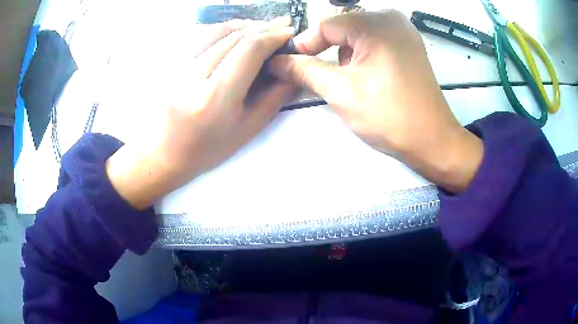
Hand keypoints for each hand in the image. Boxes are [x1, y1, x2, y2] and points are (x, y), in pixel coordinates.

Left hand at [106, 19, 297, 208]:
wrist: (162, 154)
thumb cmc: (206, 150)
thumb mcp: (247, 130)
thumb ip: (274, 98)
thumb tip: (294, 70)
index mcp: (215, 97)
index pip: (249, 50)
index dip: (273, 36)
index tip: (289, 33)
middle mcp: (193, 75)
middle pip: (234, 36)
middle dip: (263, 27)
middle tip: (282, 26)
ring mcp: (177, 66)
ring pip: (216, 30)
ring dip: (243, 25)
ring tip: (261, 27)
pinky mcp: (170, 63)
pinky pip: (199, 36)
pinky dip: (222, 29)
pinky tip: (234, 33)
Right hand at [270, 10, 483, 192]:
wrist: (432, 140)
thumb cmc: (389, 117)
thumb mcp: (340, 92)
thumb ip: (304, 71)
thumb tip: (278, 62)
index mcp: (376, 23)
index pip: (326, 24)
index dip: (305, 44)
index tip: (291, 64)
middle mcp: (391, 18)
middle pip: (342, 27)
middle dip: (326, 50)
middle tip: (318, 75)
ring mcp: (403, 30)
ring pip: (357, 34)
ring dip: (345, 54)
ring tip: (348, 80)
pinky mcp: (408, 44)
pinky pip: (374, 40)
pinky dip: (362, 54)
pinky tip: (366, 75)